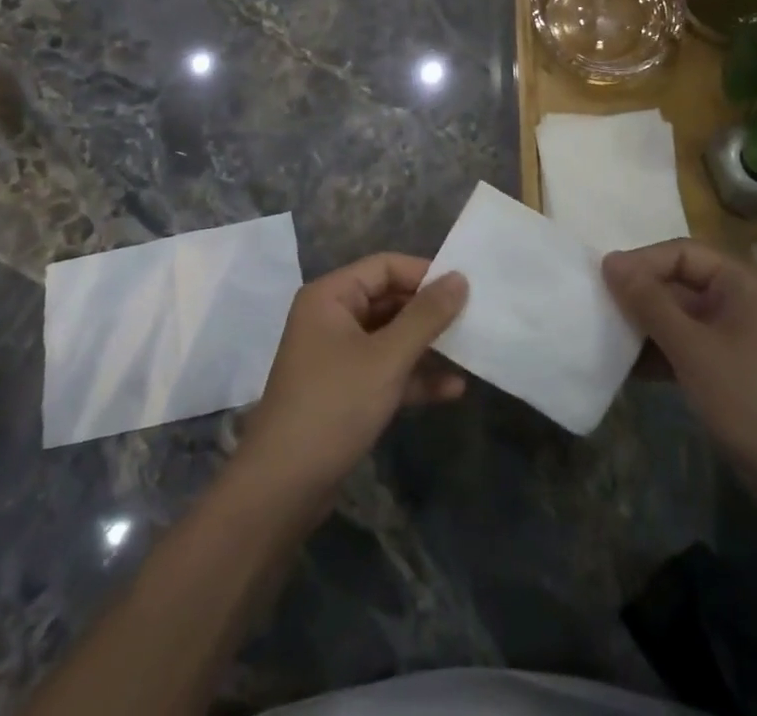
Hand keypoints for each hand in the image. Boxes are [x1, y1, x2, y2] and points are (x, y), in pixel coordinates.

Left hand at [234, 254, 467, 513]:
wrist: (283, 489)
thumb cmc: (334, 406)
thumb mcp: (387, 358)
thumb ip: (426, 316)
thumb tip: (460, 277)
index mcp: (331, 296)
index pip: (385, 266)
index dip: (425, 273)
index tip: (466, 287)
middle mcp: (331, 317)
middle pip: (390, 300)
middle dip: (430, 313)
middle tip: (474, 319)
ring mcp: (337, 355)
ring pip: (391, 337)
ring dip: (427, 346)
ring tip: (470, 353)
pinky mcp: (345, 390)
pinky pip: (386, 369)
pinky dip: (414, 377)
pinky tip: (452, 390)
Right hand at [603, 240, 756, 508]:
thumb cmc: (749, 401)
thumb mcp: (692, 349)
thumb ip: (649, 302)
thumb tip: (610, 262)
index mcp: (743, 282)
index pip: (683, 253)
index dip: (642, 262)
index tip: (603, 279)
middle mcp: (742, 299)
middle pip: (681, 281)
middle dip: (641, 295)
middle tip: (600, 306)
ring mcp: (739, 333)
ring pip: (682, 314)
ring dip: (647, 325)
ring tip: (607, 335)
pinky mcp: (732, 364)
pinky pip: (689, 342)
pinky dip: (663, 350)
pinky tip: (630, 367)